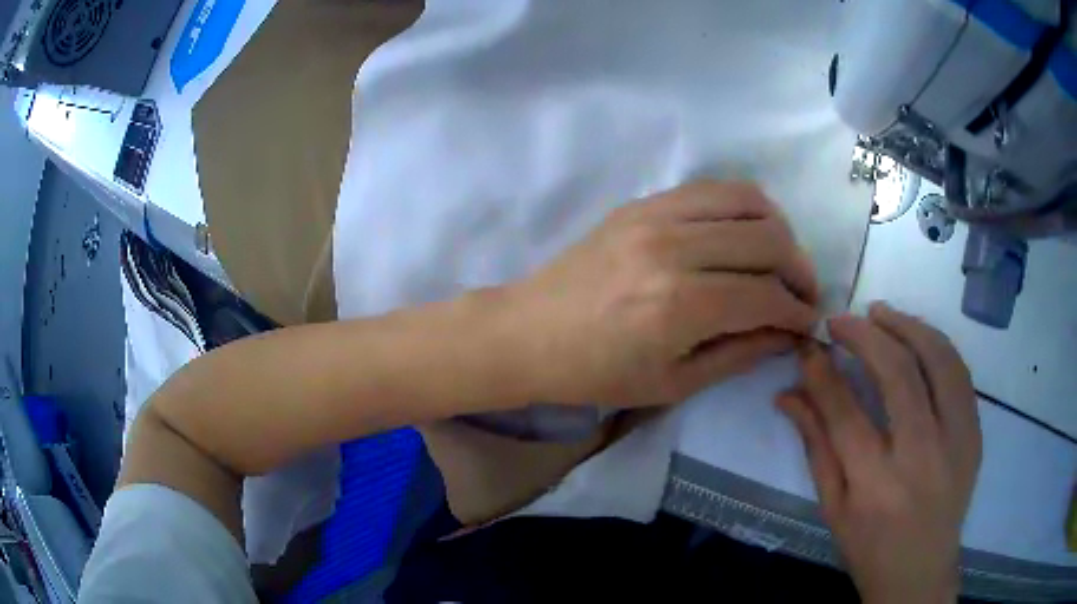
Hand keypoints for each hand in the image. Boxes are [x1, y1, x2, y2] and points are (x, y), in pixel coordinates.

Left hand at [509, 179, 819, 406]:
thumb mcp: (674, 383)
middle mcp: (673, 248)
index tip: (807, 322)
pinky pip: (711, 189)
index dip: (797, 311)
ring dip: (778, 230)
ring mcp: (655, 216)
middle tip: (802, 294)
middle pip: (768, 239)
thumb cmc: (596, 373)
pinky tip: (746, 234)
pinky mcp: (641, 202)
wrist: (529, 333)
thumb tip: (788, 333)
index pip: (767, 295)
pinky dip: (743, 208)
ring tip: (782, 261)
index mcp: (680, 306)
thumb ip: (740, 353)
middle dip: (800, 269)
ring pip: (747, 200)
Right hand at [778, 303, 980, 603]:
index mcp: (874, 487)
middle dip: (865, 335)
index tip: (809, 344)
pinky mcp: (975, 434)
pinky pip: (959, 373)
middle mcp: (920, 458)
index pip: (844, 412)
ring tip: (881, 313)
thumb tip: (788, 394)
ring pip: (938, 360)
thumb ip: (815, 447)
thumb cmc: (869, 548)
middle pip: (898, 374)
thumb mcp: (832, 509)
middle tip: (842, 320)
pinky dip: (936, 344)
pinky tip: (917, 336)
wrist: (921, 574)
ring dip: (908, 326)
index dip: (822, 371)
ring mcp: (956, 442)